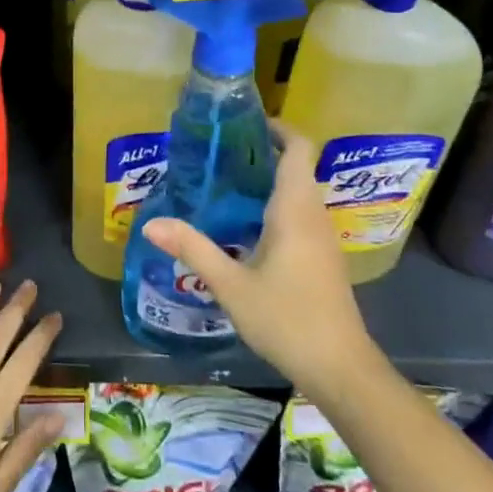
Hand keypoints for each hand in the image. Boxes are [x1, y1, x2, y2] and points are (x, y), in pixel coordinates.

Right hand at [141, 125, 380, 394]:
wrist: (341, 369)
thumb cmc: (287, 319)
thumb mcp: (232, 285)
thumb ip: (193, 249)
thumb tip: (151, 223)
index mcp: (295, 209)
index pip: (299, 148)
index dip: (278, 128)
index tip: (246, 122)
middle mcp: (314, 215)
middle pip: (297, 167)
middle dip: (264, 153)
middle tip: (221, 153)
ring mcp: (322, 238)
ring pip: (299, 192)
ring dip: (269, 181)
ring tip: (225, 184)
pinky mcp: (323, 258)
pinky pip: (300, 215)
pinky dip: (276, 206)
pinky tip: (245, 227)